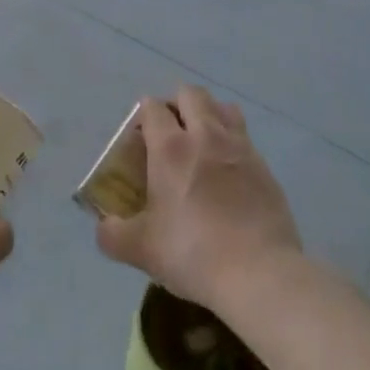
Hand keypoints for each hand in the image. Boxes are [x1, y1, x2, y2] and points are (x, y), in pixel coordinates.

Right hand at [95, 84, 302, 312]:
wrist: (260, 275)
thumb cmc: (193, 254)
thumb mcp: (141, 250)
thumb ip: (113, 234)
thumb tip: (104, 226)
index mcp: (170, 147)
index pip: (152, 107)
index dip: (143, 116)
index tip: (139, 139)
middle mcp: (205, 136)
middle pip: (190, 94)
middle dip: (176, 104)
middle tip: (169, 134)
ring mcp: (240, 148)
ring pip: (223, 107)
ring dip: (209, 114)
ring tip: (202, 143)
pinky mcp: (265, 167)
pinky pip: (244, 137)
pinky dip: (232, 143)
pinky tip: (228, 173)